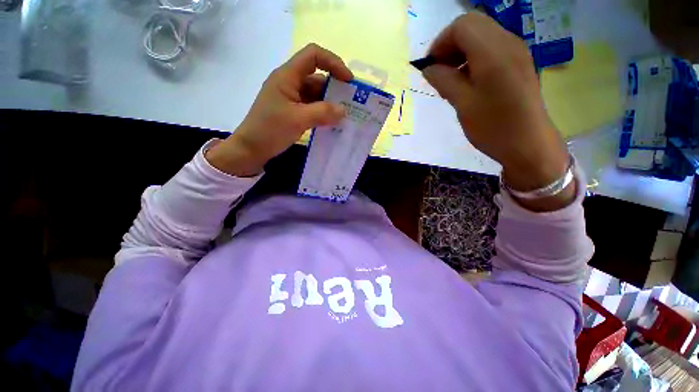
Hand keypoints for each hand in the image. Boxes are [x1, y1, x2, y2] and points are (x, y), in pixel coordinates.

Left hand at [206, 44, 353, 176]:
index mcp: (287, 76)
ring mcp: (292, 98)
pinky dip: (323, 113)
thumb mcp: (298, 120)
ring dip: (330, 104)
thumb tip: (344, 110)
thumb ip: (322, 113)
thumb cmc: (270, 130)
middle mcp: (290, 83)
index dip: (333, 63)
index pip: (313, 56)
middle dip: (335, 89)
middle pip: (317, 77)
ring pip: (316, 95)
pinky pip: (312, 107)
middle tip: (351, 105)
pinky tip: (332, 123)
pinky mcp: (293, 111)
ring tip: (345, 117)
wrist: (251, 149)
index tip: (348, 81)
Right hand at [422, 13, 570, 197]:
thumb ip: (444, 80)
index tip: (430, 67)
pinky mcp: (519, 62)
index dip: (440, 43)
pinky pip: (492, 47)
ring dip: (462, 52)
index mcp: (493, 52)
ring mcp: (517, 51)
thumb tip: (428, 68)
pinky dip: (474, 57)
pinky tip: (469, 81)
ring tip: (452, 80)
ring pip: (482, 35)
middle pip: (472, 25)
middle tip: (440, 72)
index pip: (461, 26)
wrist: (528, 144)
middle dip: (450, 45)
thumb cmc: (493, 127)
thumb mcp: (462, 104)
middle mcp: (508, 42)